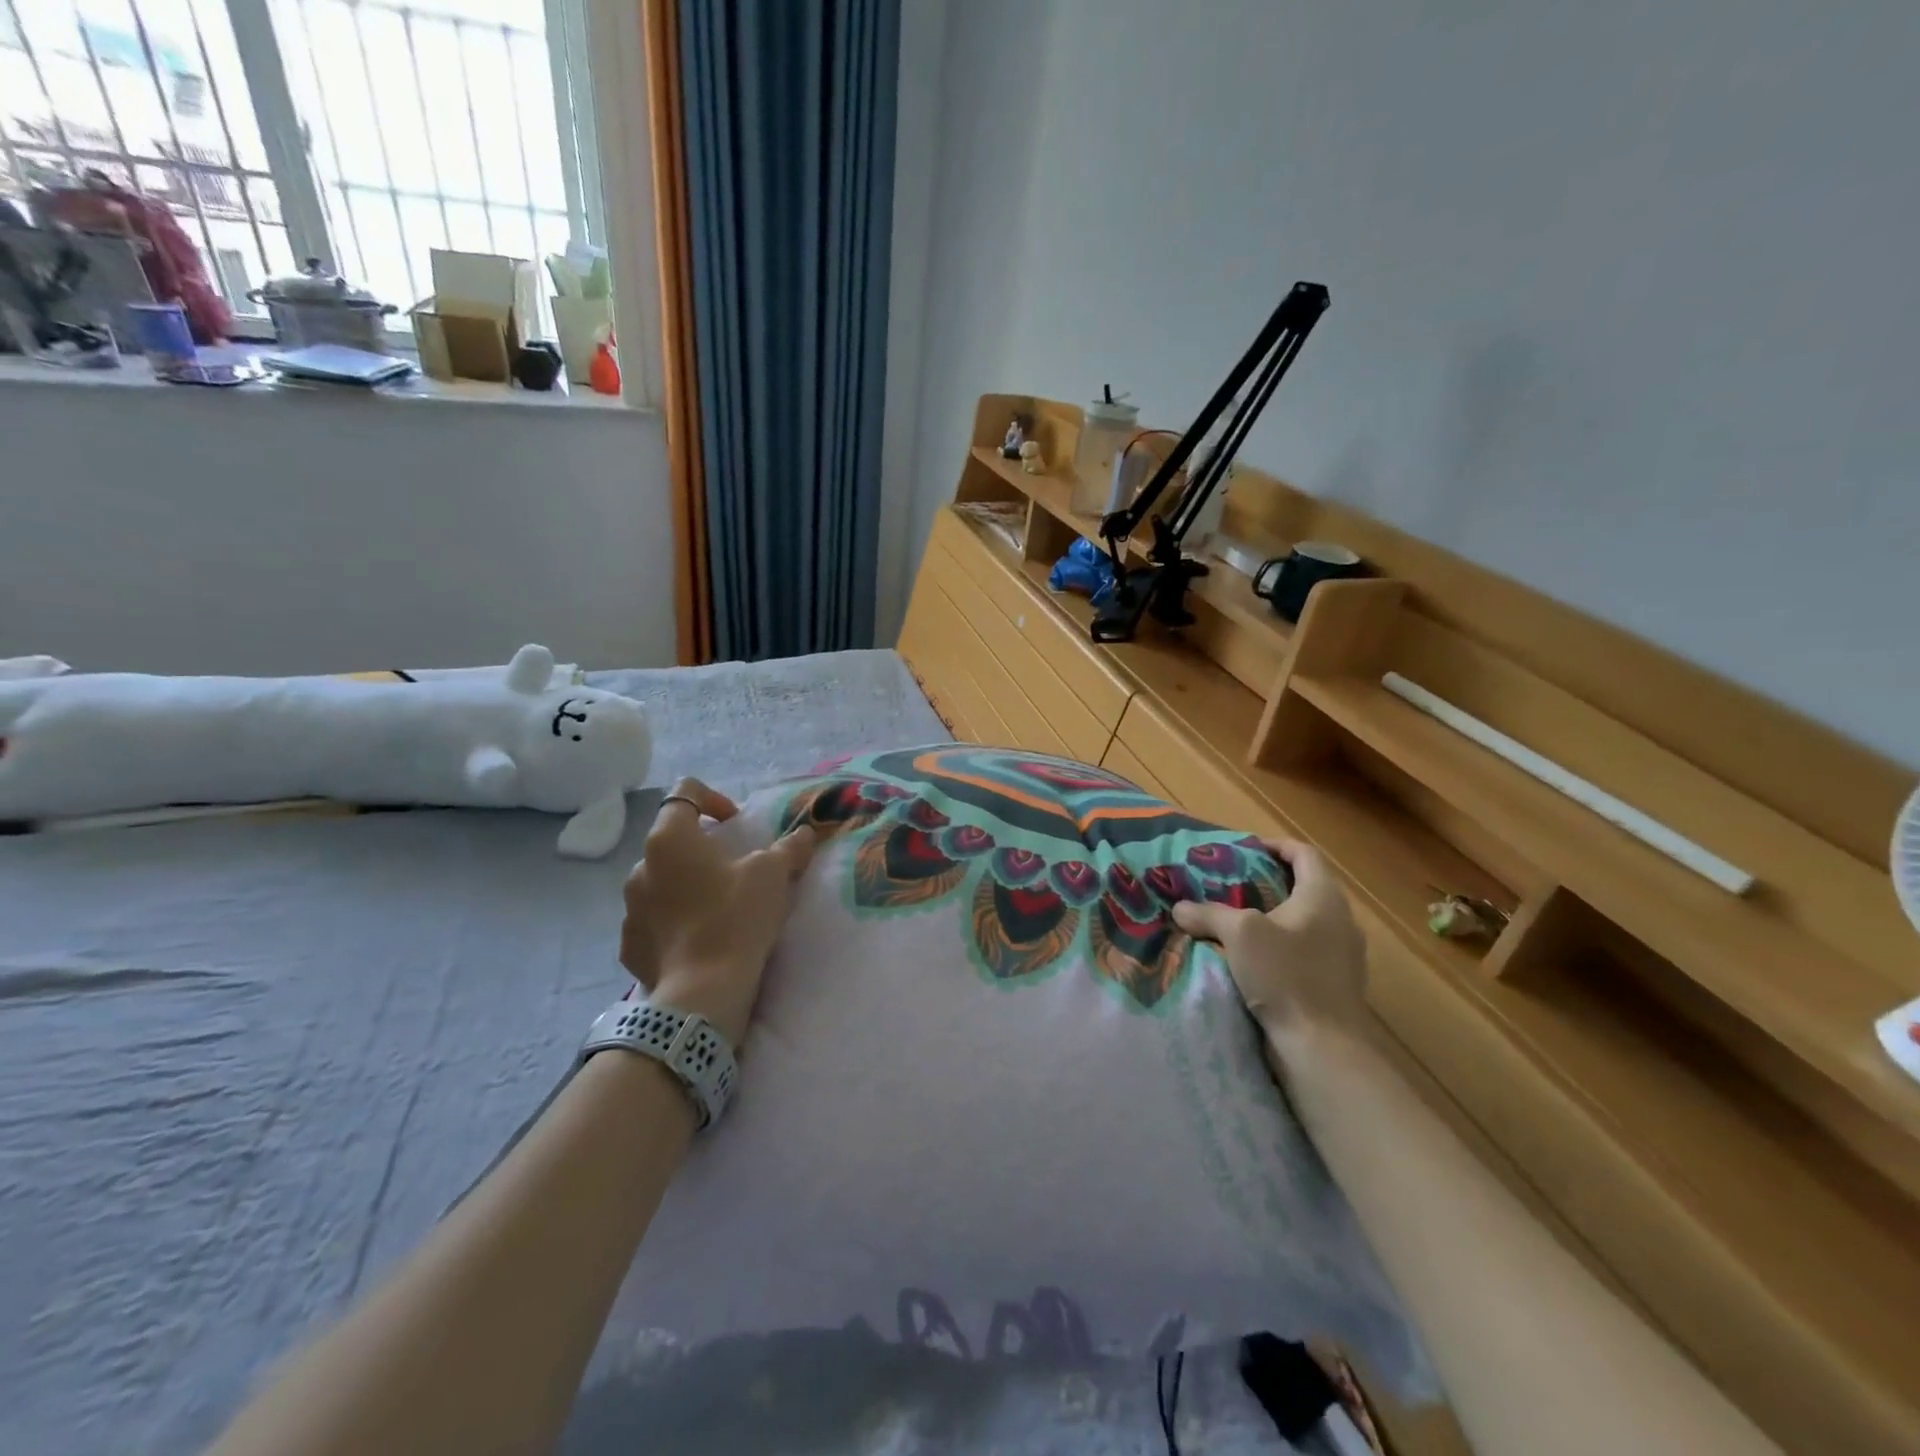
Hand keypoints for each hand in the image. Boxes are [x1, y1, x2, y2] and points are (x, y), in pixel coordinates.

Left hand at [618, 778, 816, 1044]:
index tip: (736, 824)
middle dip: (702, 849)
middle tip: (734, 870)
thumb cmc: (736, 917)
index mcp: (670, 838)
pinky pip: (653, 920)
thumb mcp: (773, 874)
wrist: (702, 992)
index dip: (713, 798)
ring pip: (660, 881)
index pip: (684, 792)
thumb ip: (789, 847)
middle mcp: (640, 866)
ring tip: (717, 908)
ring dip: (686, 885)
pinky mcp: (629, 944)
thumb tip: (804, 834)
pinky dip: (674, 922)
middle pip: (672, 840)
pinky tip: (700, 940)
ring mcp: (629, 907)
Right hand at [1172, 839, 1369, 1061]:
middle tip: (1231, 883)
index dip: (1275, 845)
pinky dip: (1280, 944)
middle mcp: (1340, 919)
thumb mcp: (1239, 934)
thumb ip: (1208, 913)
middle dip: (1268, 881)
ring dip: (1272, 916)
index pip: (1304, 854)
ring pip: (1304, 920)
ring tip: (1236, 920)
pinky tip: (1252, 959)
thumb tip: (1181, 908)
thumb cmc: (1286, 975)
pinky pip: (1305, 949)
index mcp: (1323, 896)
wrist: (1323, 1046)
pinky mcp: (1335, 983)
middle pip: (1305, 886)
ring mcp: (1342, 954)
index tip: (1246, 848)